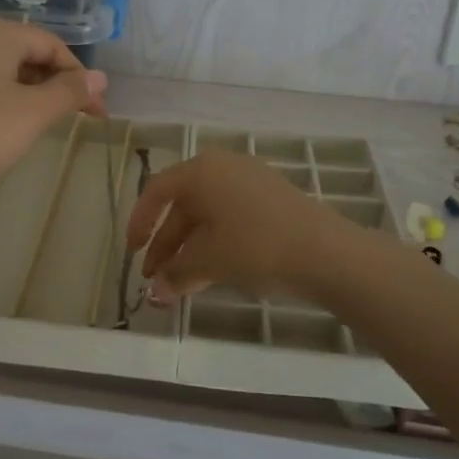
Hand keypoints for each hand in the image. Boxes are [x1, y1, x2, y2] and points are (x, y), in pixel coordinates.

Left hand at [0, 13, 107, 208]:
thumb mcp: (32, 114)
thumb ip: (69, 92)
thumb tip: (99, 78)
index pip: (53, 46)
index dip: (80, 78)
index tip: (97, 112)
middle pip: (26, 53)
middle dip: (55, 84)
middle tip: (75, 118)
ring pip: (2, 69)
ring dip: (30, 92)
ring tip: (44, 124)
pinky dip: (1, 99)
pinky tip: (4, 124)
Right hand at [125, 150, 347, 304]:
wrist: (325, 252)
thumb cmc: (255, 246)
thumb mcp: (208, 261)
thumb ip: (175, 274)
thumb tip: (154, 291)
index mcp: (201, 171)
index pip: (156, 191)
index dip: (139, 222)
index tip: (132, 252)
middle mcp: (222, 167)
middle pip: (183, 206)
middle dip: (166, 245)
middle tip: (155, 278)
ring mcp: (250, 181)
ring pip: (207, 216)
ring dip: (189, 249)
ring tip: (180, 285)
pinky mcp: (271, 199)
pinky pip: (230, 218)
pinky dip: (215, 243)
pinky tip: (212, 272)